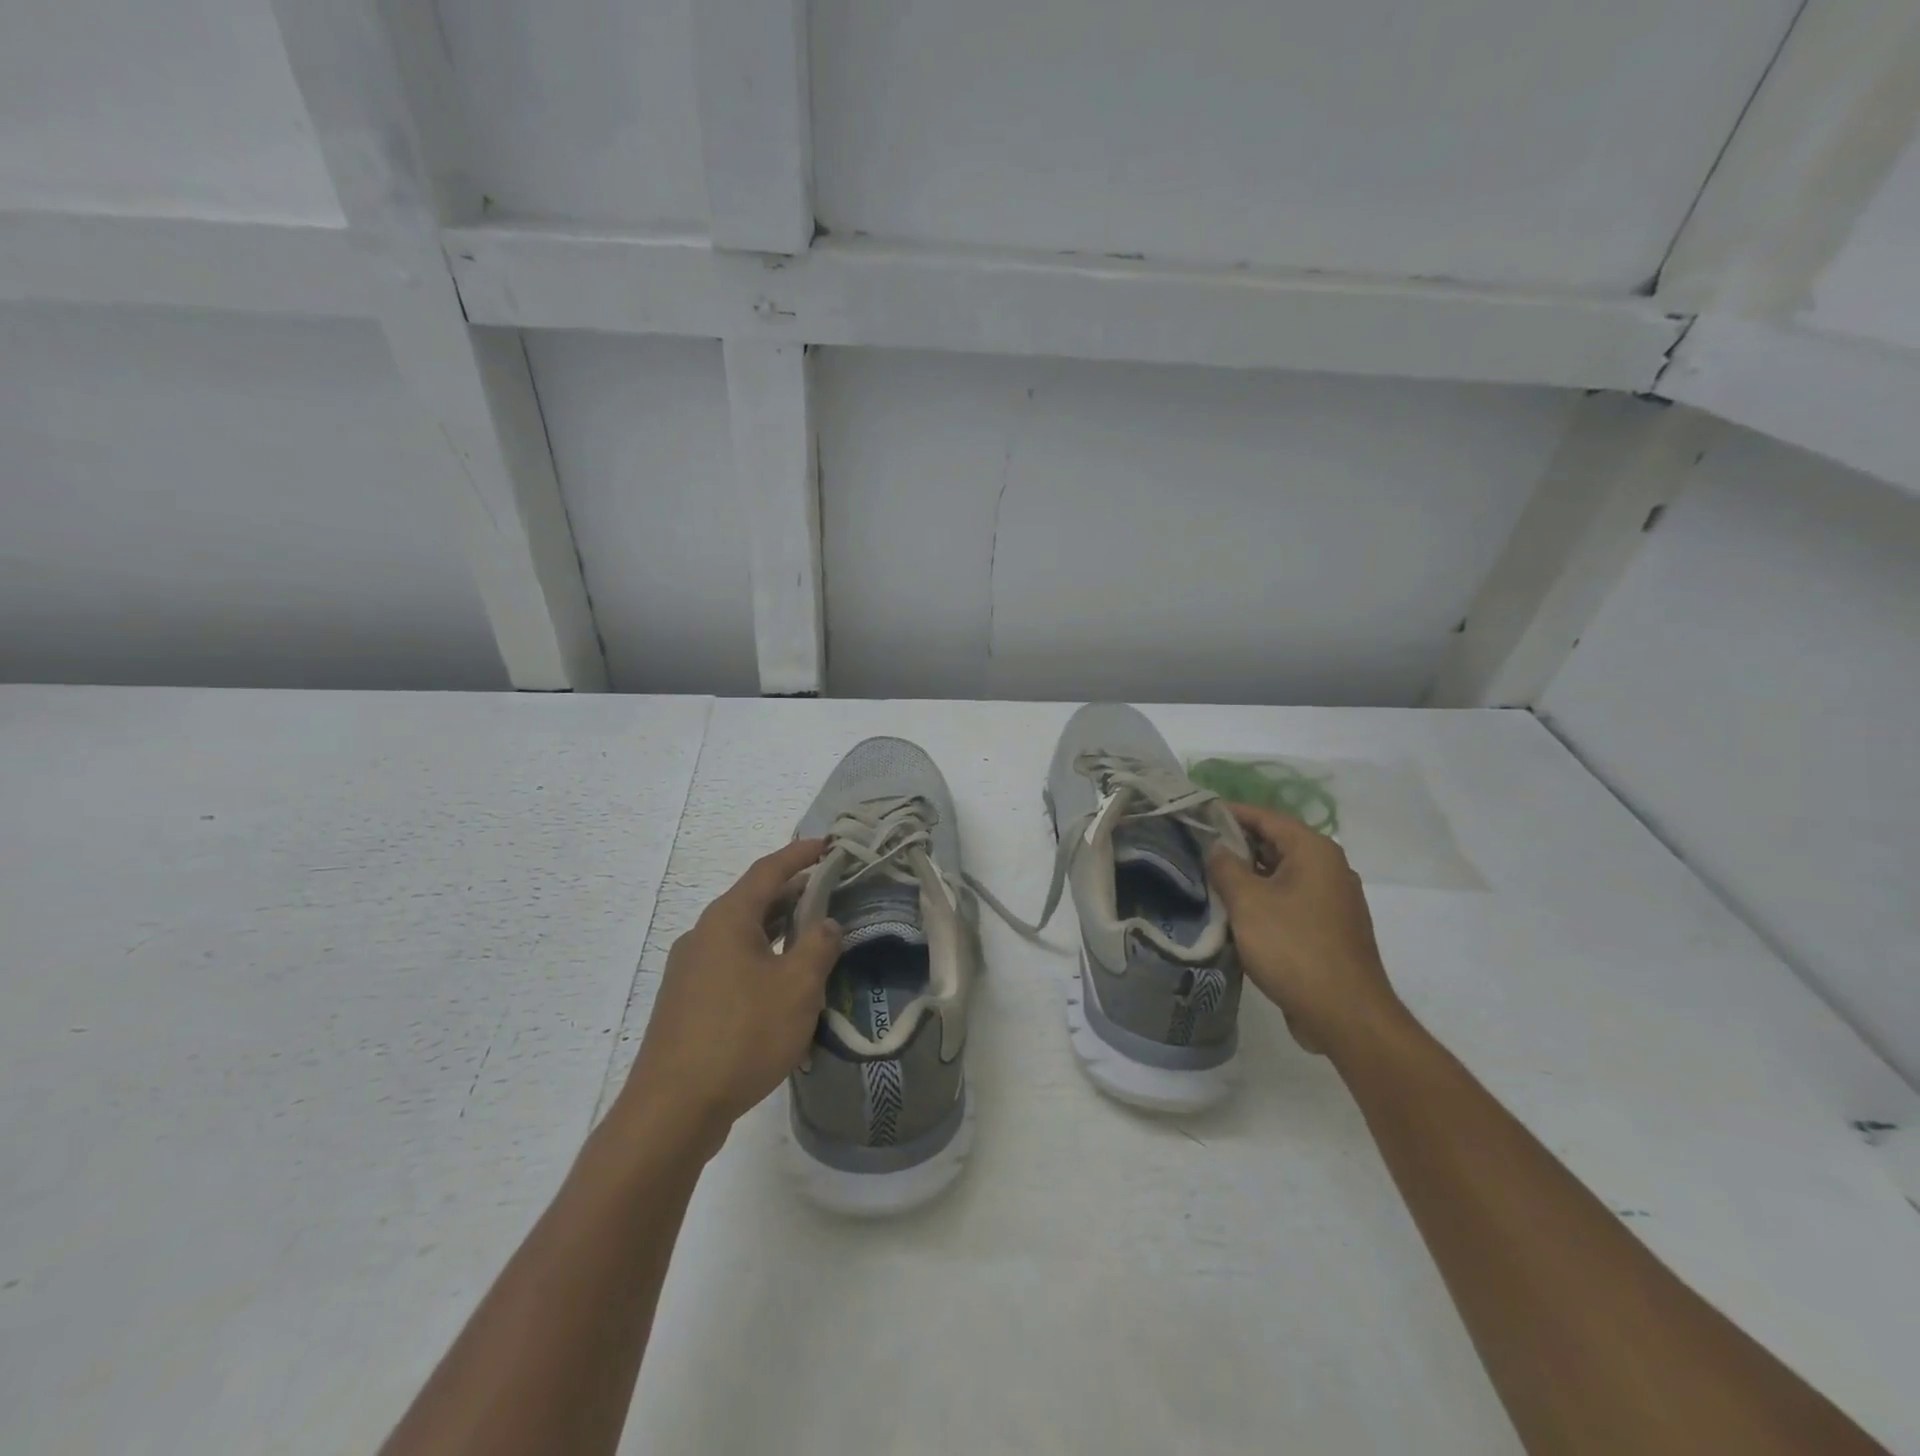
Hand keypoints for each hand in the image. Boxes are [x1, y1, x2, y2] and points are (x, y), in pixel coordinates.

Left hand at [616, 839, 843, 1150]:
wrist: (673, 1108)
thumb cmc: (742, 1034)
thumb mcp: (797, 987)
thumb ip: (818, 946)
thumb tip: (826, 924)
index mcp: (727, 919)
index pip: (768, 871)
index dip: (800, 854)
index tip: (828, 844)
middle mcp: (703, 935)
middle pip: (753, 901)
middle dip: (793, 893)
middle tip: (830, 892)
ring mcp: (689, 970)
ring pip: (742, 935)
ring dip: (778, 930)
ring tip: (812, 936)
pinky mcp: (686, 1002)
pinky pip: (731, 963)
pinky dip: (761, 958)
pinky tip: (781, 985)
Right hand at [1207, 803, 1405, 1058]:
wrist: (1345, 1014)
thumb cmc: (1293, 947)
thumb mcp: (1247, 902)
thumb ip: (1226, 867)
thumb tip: (1216, 847)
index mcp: (1314, 851)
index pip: (1266, 817)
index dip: (1229, 813)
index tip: (1196, 814)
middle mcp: (1329, 868)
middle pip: (1275, 843)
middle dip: (1236, 844)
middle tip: (1195, 847)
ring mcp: (1333, 899)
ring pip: (1282, 873)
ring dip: (1248, 874)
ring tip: (1208, 878)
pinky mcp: (1329, 927)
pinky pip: (1290, 899)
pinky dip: (1264, 897)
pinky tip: (1235, 911)